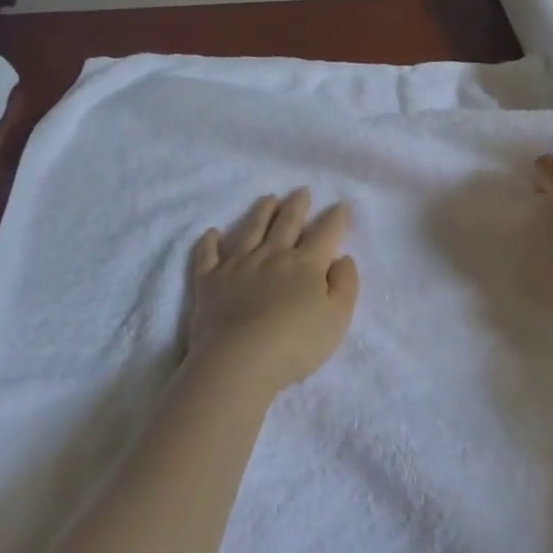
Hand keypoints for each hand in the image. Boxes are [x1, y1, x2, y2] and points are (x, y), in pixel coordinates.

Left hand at [186, 189, 359, 390]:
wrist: (239, 361)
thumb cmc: (295, 344)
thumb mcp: (337, 319)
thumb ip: (345, 285)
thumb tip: (343, 258)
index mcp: (306, 264)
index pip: (325, 233)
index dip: (336, 218)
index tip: (340, 206)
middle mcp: (272, 255)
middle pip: (287, 223)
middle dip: (297, 205)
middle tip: (302, 191)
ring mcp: (238, 265)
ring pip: (250, 229)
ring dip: (261, 212)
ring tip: (268, 199)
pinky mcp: (209, 280)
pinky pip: (207, 255)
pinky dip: (209, 242)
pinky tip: (212, 233)